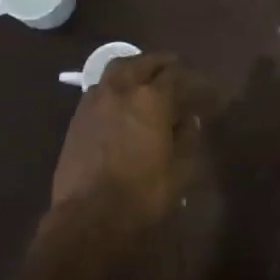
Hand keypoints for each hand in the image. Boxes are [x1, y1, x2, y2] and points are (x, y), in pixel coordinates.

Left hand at [49, 53, 191, 235]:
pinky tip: (120, 98)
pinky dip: (114, 84)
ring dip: (135, 67)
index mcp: (152, 99)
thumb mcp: (180, 172)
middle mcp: (122, 89)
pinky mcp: (78, 115)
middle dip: (161, 63)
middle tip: (174, 66)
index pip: (175, 75)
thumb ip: (187, 139)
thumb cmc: (142, 195)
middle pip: (144, 62)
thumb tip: (189, 120)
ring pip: (117, 69)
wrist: (88, 217)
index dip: (191, 78)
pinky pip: (100, 87)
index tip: (201, 87)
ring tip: (145, 75)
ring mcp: (96, 99)